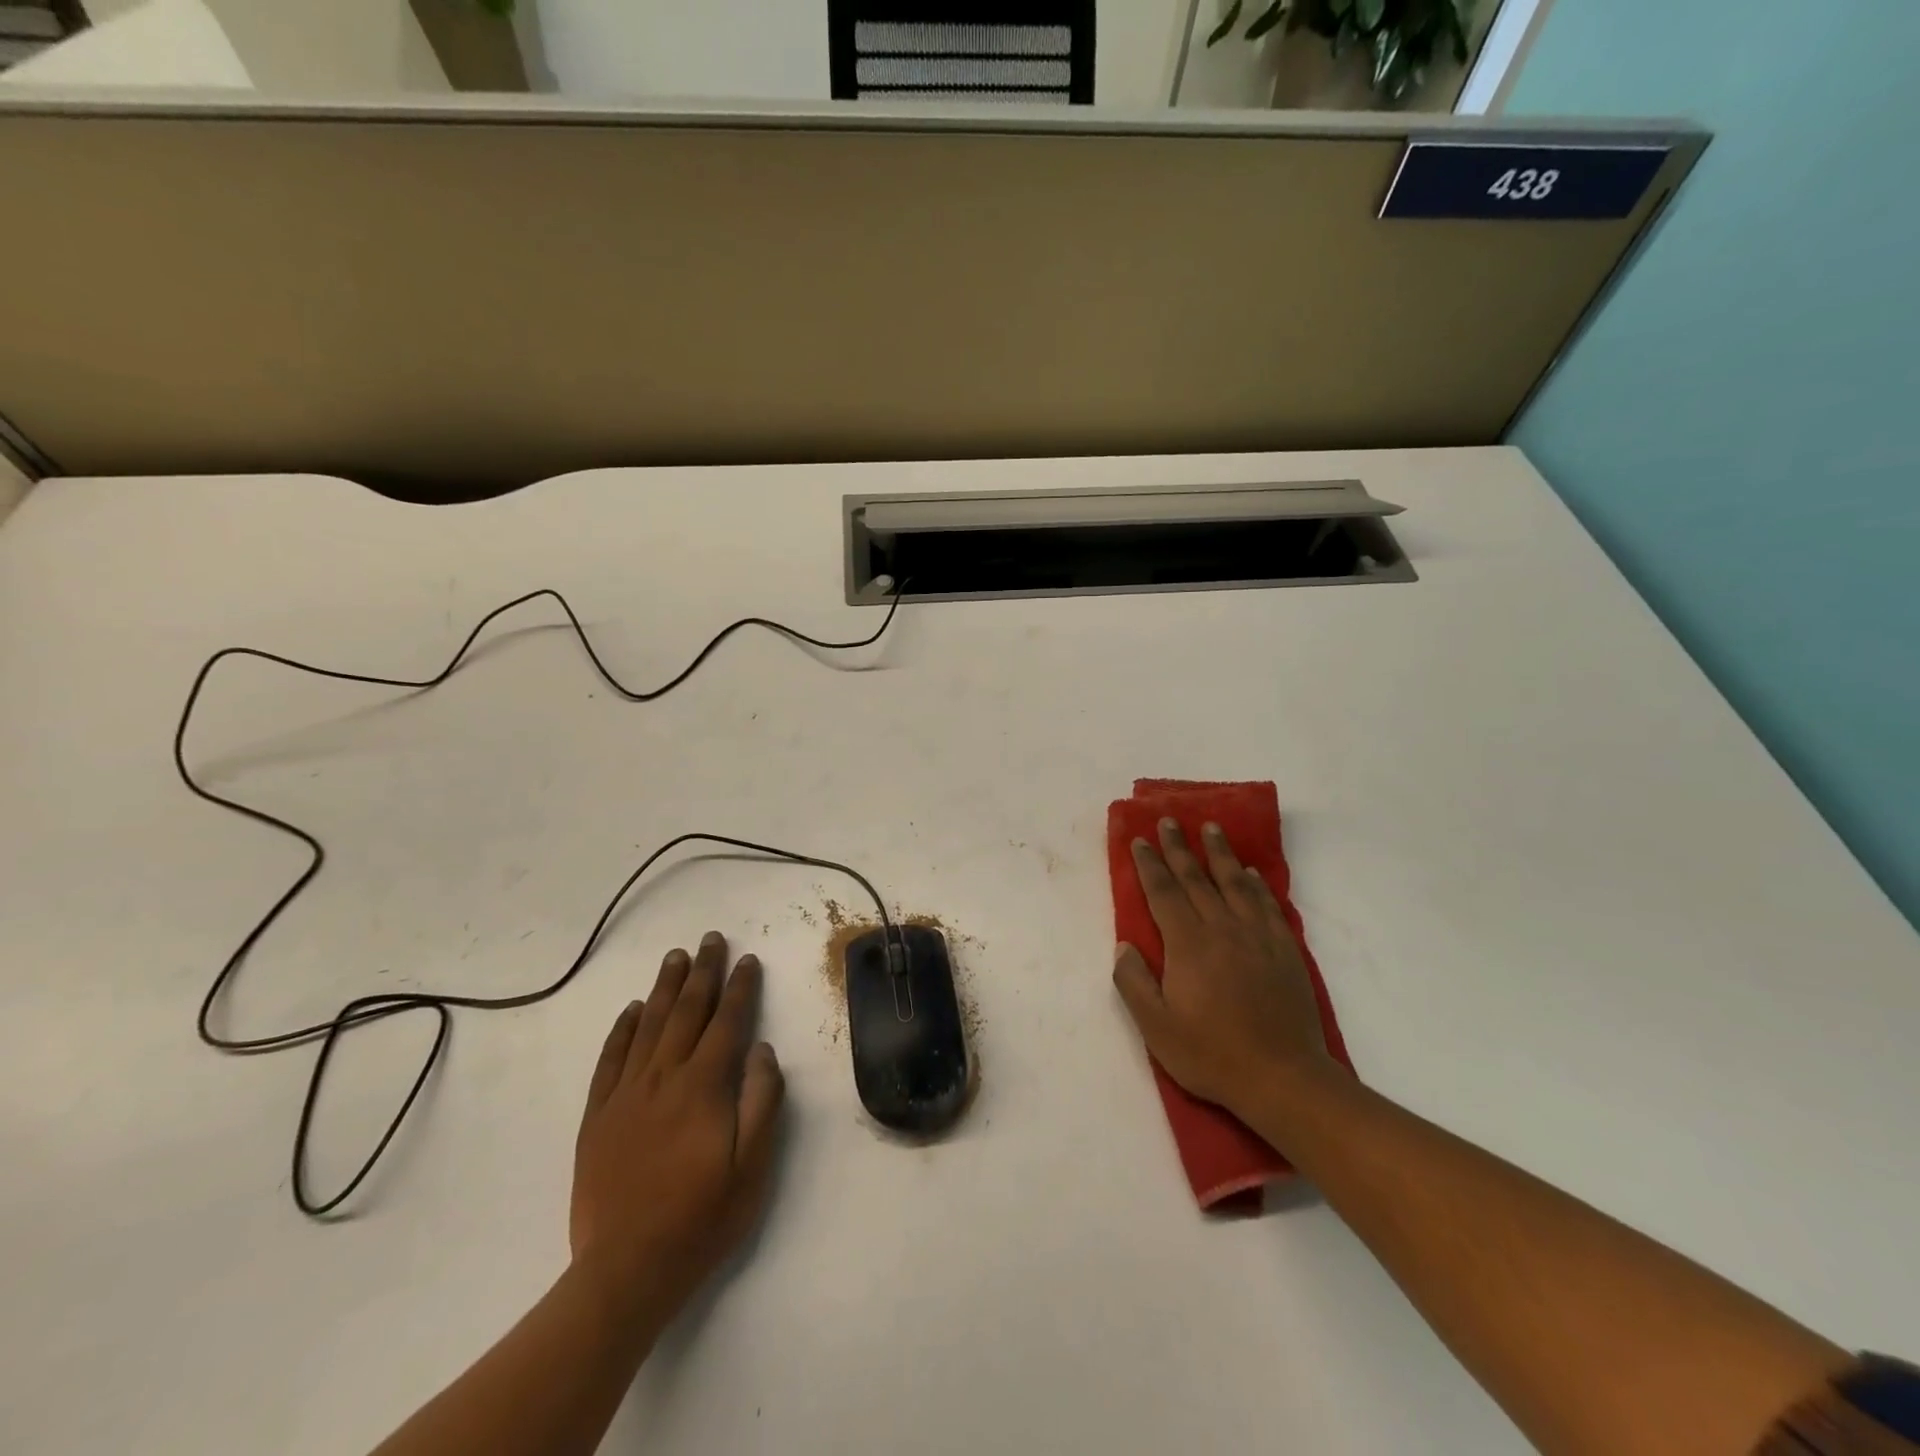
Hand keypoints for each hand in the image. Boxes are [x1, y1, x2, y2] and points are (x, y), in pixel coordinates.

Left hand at [570, 931, 784, 1325]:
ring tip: (676, 957)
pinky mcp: (598, 1116)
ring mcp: (626, 1095)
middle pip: (687, 1012)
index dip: (740, 989)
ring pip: (648, 1026)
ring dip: (665, 988)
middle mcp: (663, 1078)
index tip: (748, 960)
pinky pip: (610, 1060)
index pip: (726, 1023)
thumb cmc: (701, 1219)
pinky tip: (632, 1009)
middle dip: (703, 972)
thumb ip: (762, 1101)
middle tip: (711, 939)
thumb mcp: (753, 1166)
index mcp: (703, 1087)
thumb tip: (761, 1049)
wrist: (625, 1272)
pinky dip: (622, 1029)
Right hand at [1113, 819, 1334, 1121]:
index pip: (1164, 892)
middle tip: (1170, 820)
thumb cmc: (1211, 1054)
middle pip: (1197, 878)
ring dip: (1220, 853)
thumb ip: (1134, 982)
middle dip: (1179, 847)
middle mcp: (1222, 929)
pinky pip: (1267, 906)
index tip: (1141, 840)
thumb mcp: (1156, 1027)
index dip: (1150, 865)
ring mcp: (1256, 937)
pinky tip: (1251, 874)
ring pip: (1234, 883)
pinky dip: (1257, 885)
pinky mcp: (1283, 950)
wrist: (1283, 1077)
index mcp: (1188, 944)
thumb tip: (1124, 944)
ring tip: (1211, 828)